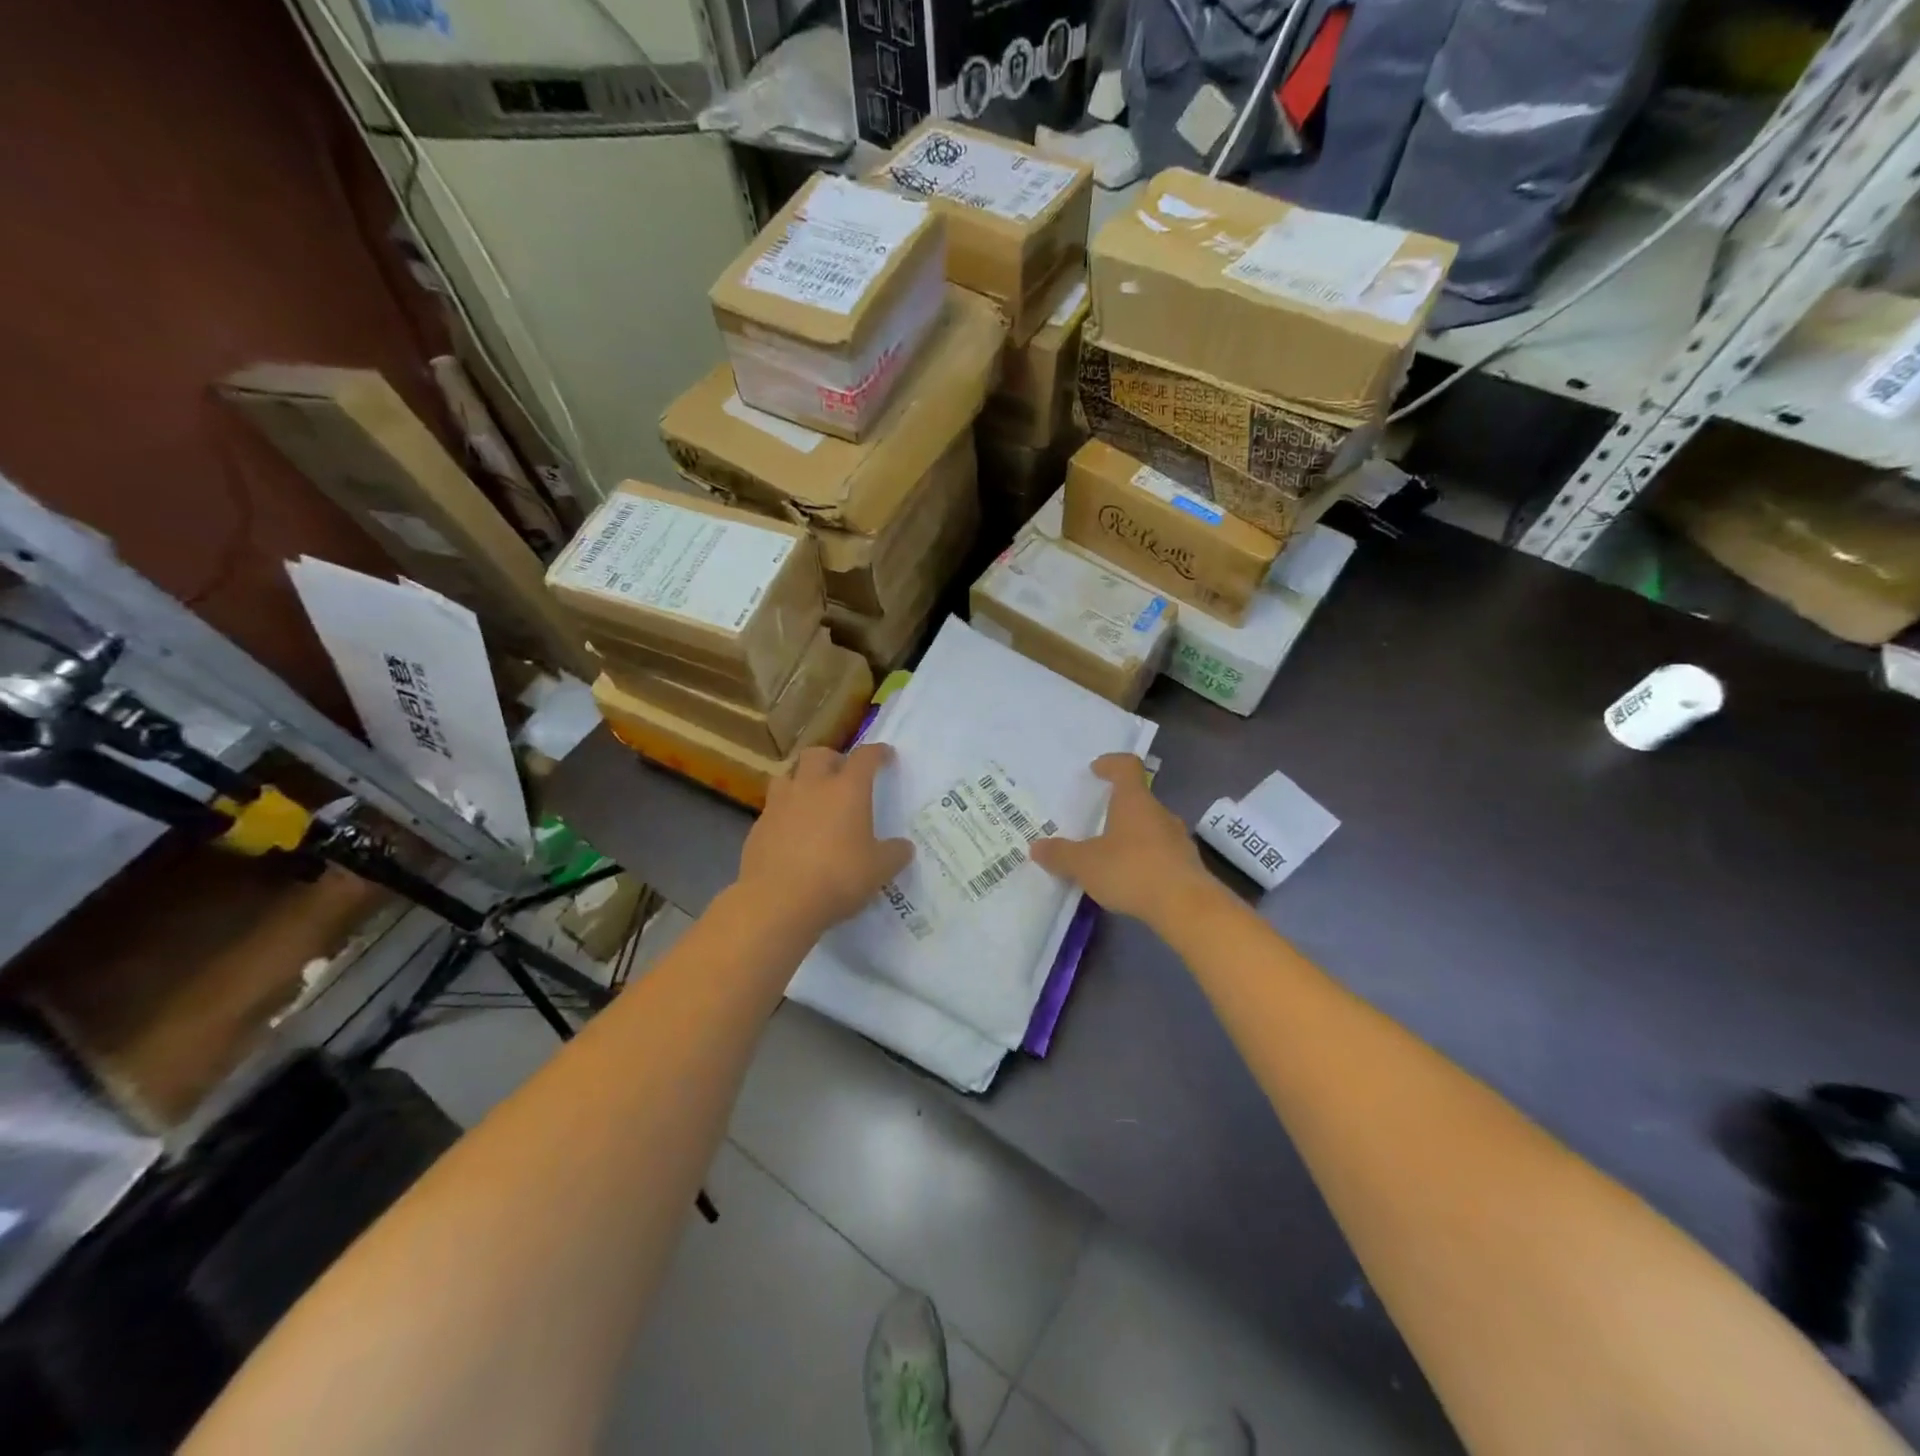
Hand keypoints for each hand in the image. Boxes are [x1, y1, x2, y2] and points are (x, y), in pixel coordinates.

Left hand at [737, 743, 912, 935]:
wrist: (777, 901)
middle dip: (833, 759)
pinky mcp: (758, 826)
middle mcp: (812, 787)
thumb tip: (904, 847)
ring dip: (802, 779)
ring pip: (788, 775)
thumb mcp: (879, 870)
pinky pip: (773, 807)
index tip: (885, 756)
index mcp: (847, 790)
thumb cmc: (837, 878)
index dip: (877, 753)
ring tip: (812, 798)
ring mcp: (780, 804)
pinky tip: (792, 832)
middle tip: (842, 775)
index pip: (865, 757)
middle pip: (819, 754)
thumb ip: (894, 854)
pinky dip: (785, 811)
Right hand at [1030, 753, 1215, 925]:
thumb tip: (1037, 847)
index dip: (1111, 764)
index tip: (1097, 769)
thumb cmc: (1131, 870)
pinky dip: (1144, 859)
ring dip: (1131, 835)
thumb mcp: (1085, 864)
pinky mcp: (1187, 866)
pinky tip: (1130, 879)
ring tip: (1109, 854)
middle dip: (1117, 807)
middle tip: (1095, 820)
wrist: (1186, 907)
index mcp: (1134, 801)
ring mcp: (1177, 839)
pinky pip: (1160, 853)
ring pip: (1150, 828)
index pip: (1127, 767)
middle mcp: (1159, 813)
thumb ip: (1060, 854)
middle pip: (1138, 799)